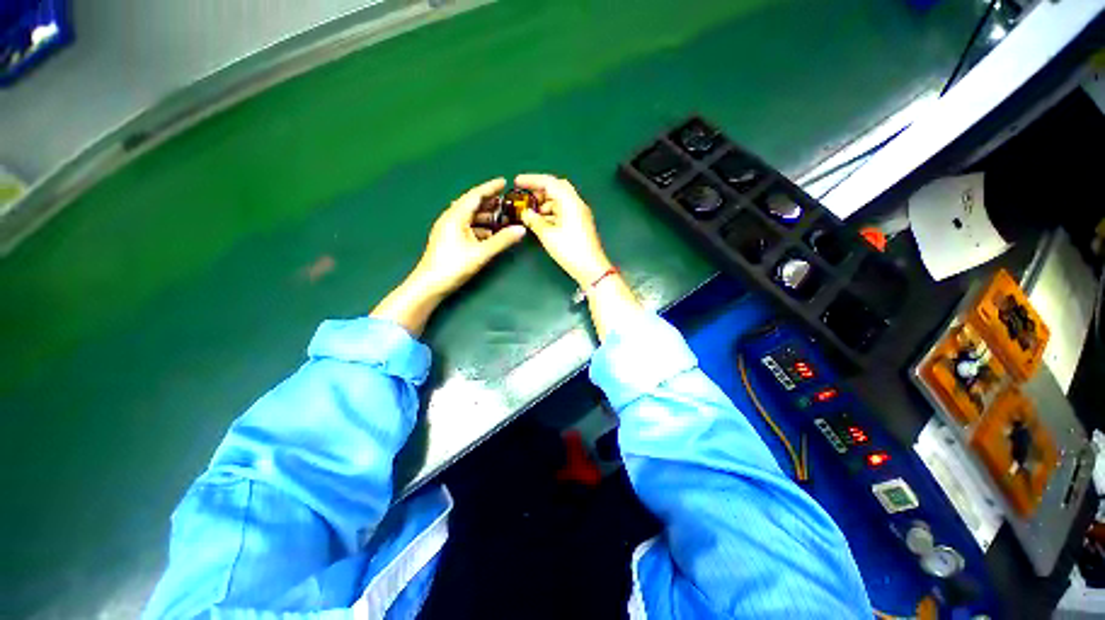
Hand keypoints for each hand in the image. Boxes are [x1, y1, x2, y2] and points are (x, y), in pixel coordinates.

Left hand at [371, 178, 525, 335]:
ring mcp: (447, 228)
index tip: (504, 182)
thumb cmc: (452, 267)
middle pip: (472, 204)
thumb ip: (502, 240)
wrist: (428, 285)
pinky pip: (465, 225)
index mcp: (455, 216)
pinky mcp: (447, 239)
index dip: (490, 187)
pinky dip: (479, 225)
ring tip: (503, 217)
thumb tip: (521, 229)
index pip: (475, 195)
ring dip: (485, 215)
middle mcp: (450, 218)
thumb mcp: (480, 253)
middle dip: (490, 202)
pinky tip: (490, 233)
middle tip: (508, 202)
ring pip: (469, 216)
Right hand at [514, 174, 612, 285]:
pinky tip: (538, 220)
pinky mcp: (578, 222)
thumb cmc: (570, 250)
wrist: (591, 268)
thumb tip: (525, 213)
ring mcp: (578, 212)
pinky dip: (549, 212)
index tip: (516, 182)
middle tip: (524, 197)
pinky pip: (561, 210)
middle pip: (556, 188)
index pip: (550, 182)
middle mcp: (576, 203)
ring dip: (543, 203)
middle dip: (538, 190)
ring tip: (528, 212)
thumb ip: (534, 220)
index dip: (532, 180)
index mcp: (570, 202)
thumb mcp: (547, 235)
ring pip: (558, 199)